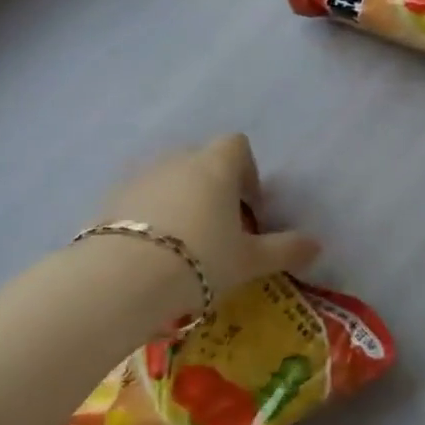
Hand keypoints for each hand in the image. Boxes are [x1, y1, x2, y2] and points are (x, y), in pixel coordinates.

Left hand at [95, 135, 319, 295]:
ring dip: (179, 201)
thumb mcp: (249, 260)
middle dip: (213, 188)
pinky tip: (149, 252)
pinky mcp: (107, 199)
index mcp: (215, 166)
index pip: (237, 145)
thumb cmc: (199, 259)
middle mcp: (177, 160)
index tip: (249, 209)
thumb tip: (317, 245)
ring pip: (167, 179)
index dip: (247, 172)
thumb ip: (284, 249)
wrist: (121, 280)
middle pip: (201, 161)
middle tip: (218, 230)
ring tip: (181, 244)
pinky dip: (147, 216)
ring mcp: (138, 177)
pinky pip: (137, 199)